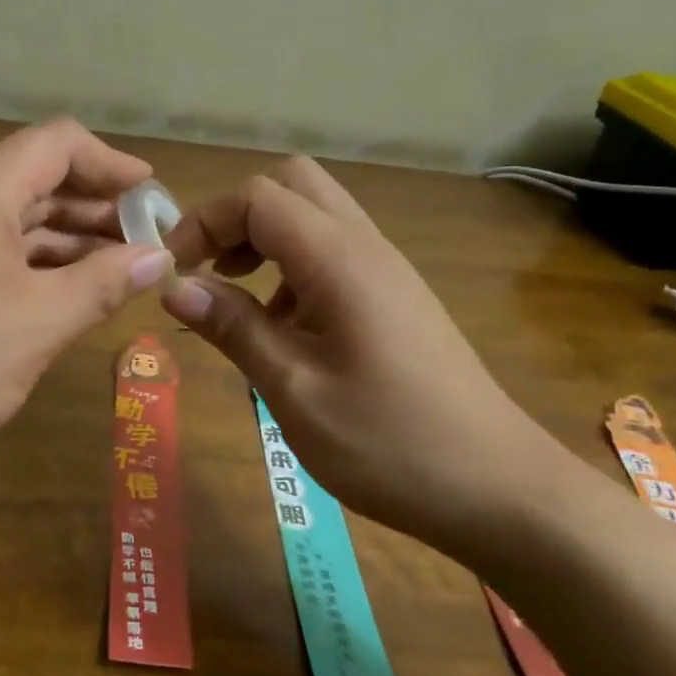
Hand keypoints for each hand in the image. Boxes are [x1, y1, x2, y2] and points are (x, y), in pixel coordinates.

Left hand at [0, 120, 170, 478]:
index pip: (60, 143)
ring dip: (67, 235)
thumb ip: (102, 284)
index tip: (153, 199)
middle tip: (145, 244)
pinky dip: (32, 258)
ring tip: (118, 269)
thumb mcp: (36, 326)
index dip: (113, 164)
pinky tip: (64, 289)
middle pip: (38, 175)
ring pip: (15, 213)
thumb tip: (157, 256)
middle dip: (97, 205)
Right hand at [160, 157, 574, 563]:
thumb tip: (174, 286)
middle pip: (291, 185)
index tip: (174, 271)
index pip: (257, 197)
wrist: (501, 490)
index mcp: (340, 260)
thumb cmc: (391, 444)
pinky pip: (333, 253)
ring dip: (264, 241)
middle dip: (236, 217)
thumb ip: (233, 328)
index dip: (204, 220)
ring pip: (314, 216)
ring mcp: (386, 270)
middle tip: (207, 270)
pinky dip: (292, 268)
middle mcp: (365, 247)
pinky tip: (283, 329)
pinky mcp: (395, 297)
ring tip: (236, 300)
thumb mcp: (295, 391)